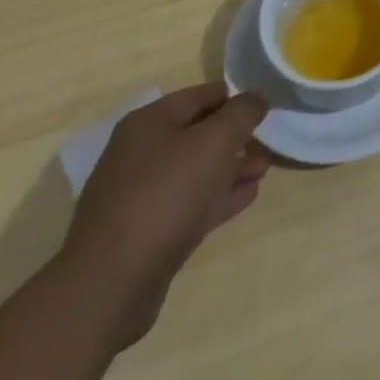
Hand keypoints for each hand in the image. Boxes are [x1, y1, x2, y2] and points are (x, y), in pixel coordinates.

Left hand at [57, 82, 269, 348]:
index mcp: (148, 123)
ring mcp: (138, 195)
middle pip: (199, 134)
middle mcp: (139, 153)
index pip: (202, 95)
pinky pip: (189, 203)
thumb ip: (242, 112)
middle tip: (267, 145)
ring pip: (196, 170)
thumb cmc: (166, 195)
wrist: (111, 284)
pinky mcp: (144, 232)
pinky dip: (217, 197)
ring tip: (262, 172)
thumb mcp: (215, 141)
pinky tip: (245, 197)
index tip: (266, 108)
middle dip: (235, 138)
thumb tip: (256, 98)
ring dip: (230, 168)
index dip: (236, 98)